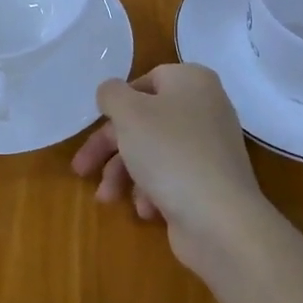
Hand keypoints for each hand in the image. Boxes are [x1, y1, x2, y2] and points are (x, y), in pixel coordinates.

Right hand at [72, 64, 277, 274]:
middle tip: (82, 168)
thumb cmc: (169, 153)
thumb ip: (112, 94)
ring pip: (153, 152)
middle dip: (110, 148)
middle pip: (145, 121)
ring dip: (124, 174)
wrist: (220, 221)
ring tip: (107, 198)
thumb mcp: (129, 113)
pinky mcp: (210, 182)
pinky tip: (146, 209)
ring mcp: (210, 148)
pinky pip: (171, 177)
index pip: (146, 81)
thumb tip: (111, 93)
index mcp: (191, 81)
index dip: (118, 103)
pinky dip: (152, 191)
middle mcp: (205, 108)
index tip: (97, 124)